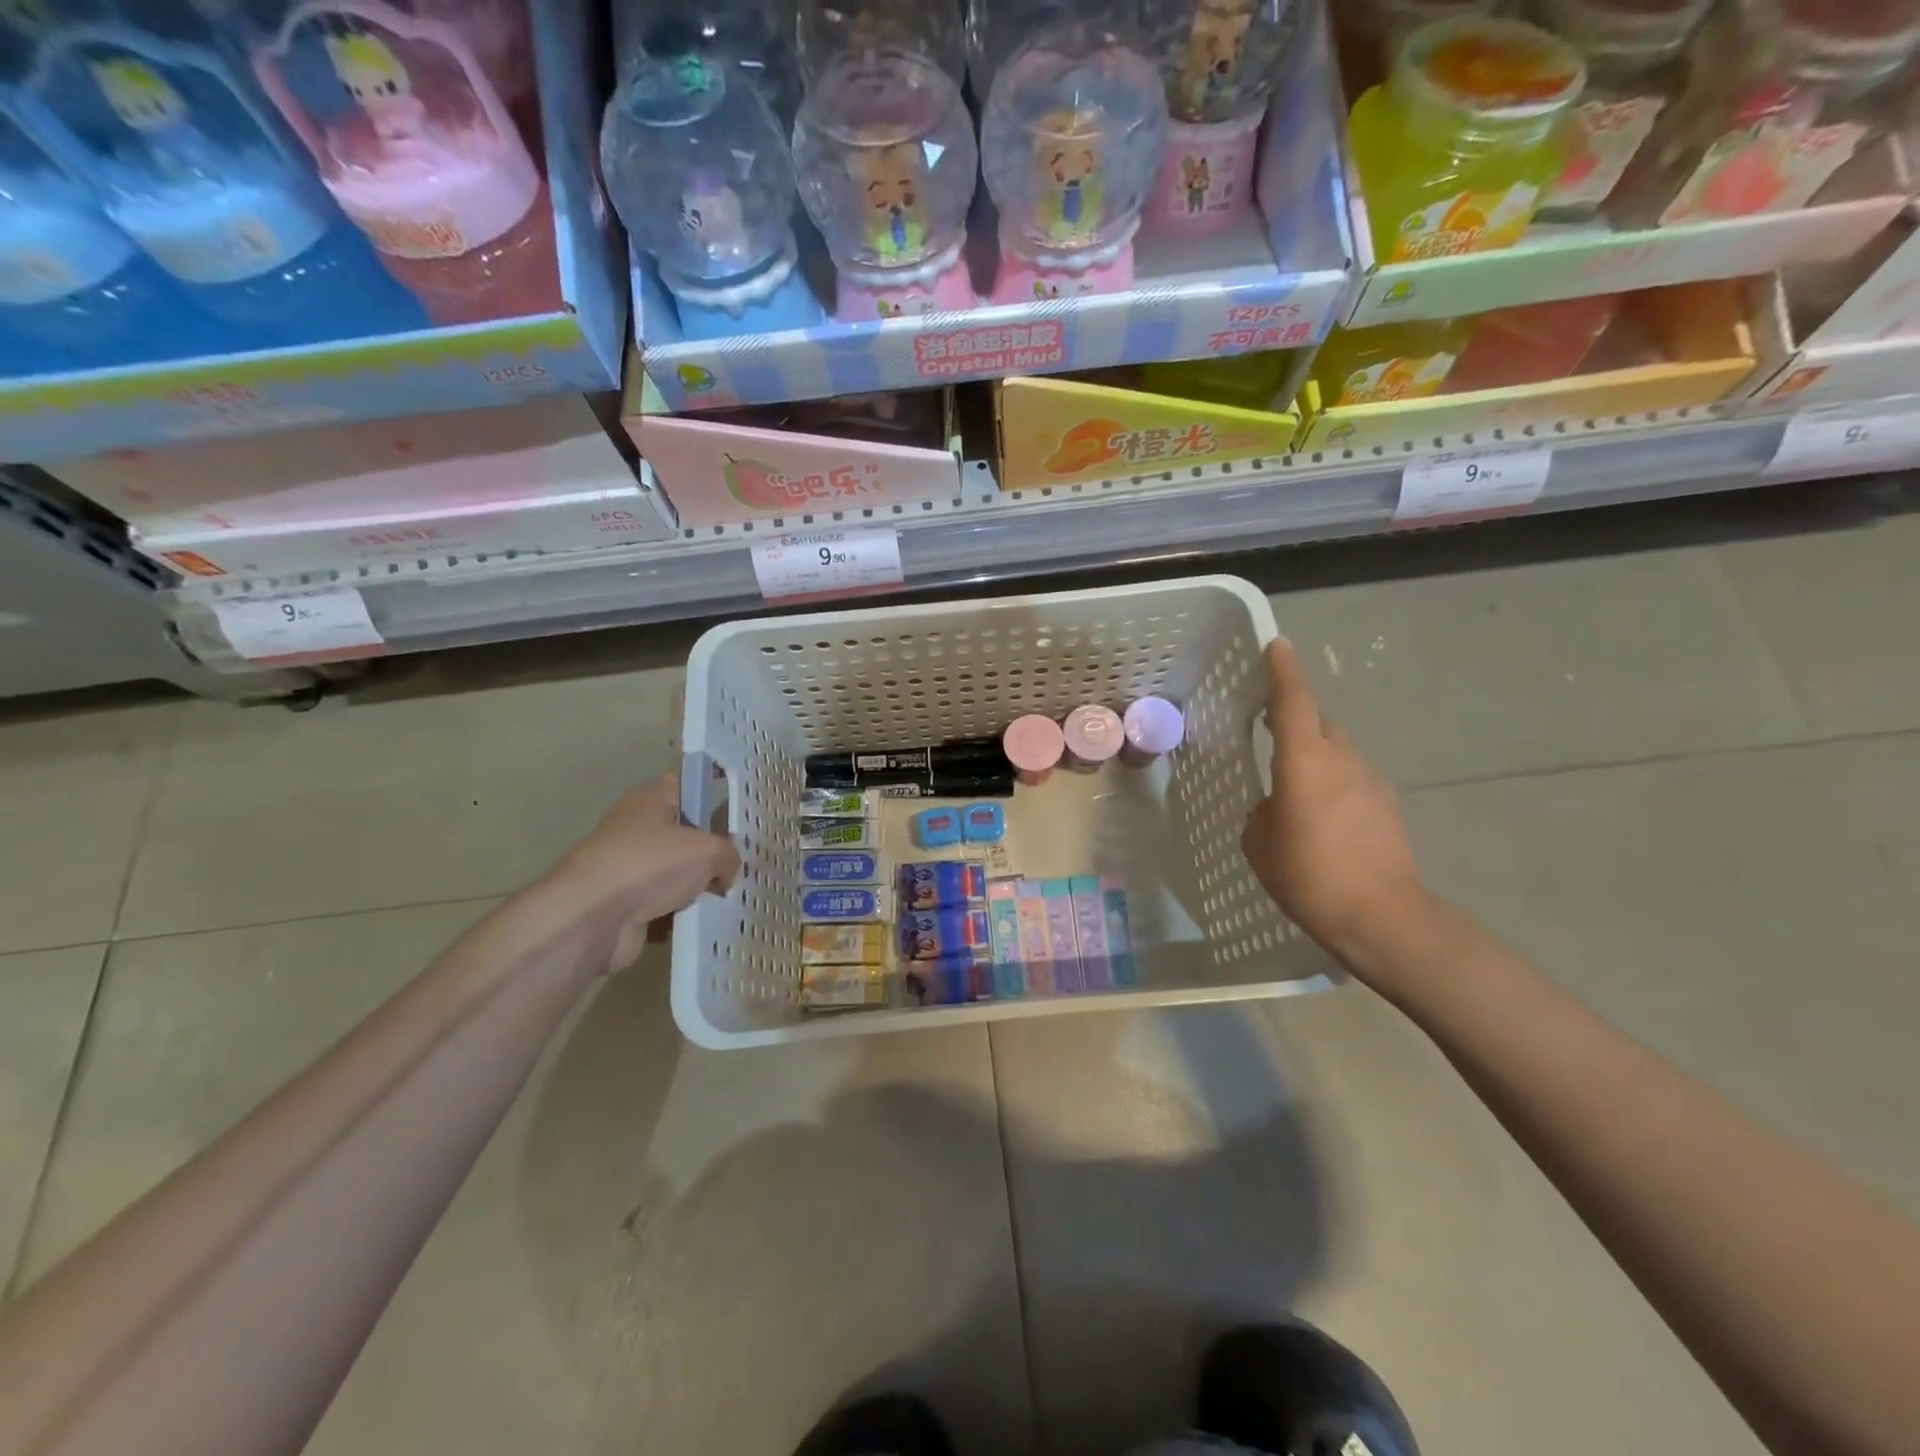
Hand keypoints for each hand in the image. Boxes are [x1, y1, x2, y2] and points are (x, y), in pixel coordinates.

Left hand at [545, 776, 739, 970]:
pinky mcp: (619, 902)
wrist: (591, 919)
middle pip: (681, 830)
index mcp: (650, 799)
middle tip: (736, 860)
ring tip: (722, 895)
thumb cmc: (651, 866)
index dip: (709, 786)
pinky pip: (659, 903)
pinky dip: (675, 913)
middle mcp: (634, 826)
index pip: (684, 781)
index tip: (734, 800)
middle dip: (707, 847)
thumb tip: (726, 871)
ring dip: (693, 885)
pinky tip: (697, 920)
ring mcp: (625, 866)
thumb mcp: (708, 851)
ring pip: (671, 870)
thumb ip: (728, 855)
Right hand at [1241, 640, 1427, 958]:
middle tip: (1268, 731)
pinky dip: (1332, 785)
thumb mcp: (1260, 843)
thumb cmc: (1309, 875)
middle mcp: (1342, 759)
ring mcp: (1371, 781)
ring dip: (1314, 759)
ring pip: (1336, 752)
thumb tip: (1275, 807)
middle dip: (1295, 721)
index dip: (1283, 671)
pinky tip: (1320, 819)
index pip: (1293, 702)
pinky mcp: (1387, 806)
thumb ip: (1262, 812)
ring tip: (1292, 790)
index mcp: (1305, 761)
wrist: (1383, 918)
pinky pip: (1351, 780)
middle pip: (1318, 724)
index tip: (1277, 646)